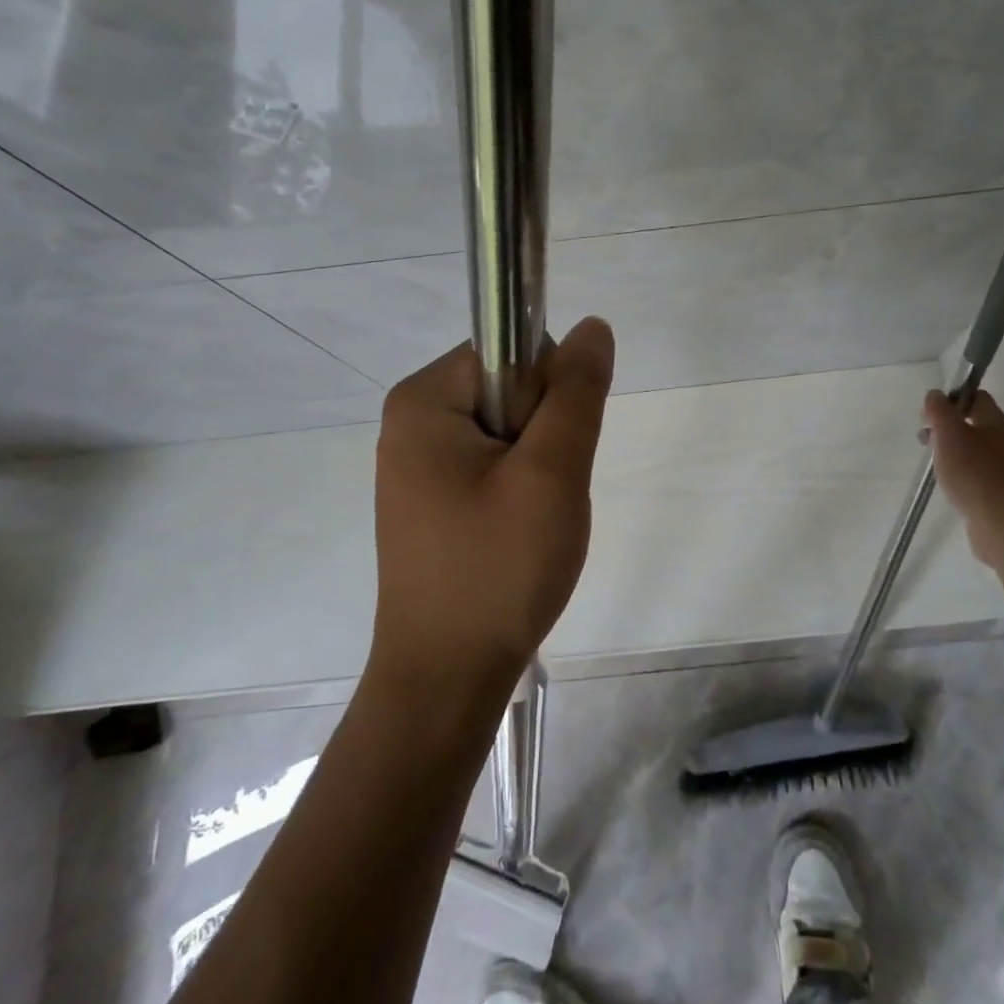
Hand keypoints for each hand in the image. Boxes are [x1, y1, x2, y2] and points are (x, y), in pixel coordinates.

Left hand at [372, 318, 615, 696]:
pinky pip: (492, 464)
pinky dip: (519, 489)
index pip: (512, 350)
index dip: (550, 393)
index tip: (550, 454)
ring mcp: (417, 464)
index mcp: (424, 401)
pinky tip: (516, 534)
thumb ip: (576, 392)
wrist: (446, 678)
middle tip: (542, 496)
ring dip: (537, 466)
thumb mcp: (551, 473)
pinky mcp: (430, 499)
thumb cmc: (498, 568)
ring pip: (508, 430)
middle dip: (544, 435)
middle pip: (509, 389)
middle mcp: (410, 421)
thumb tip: (593, 325)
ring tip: (530, 521)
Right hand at [922, 390, 1003, 569]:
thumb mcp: (948, 433)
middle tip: (927, 441)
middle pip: (974, 423)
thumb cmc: (973, 471)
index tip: (930, 416)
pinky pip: (979, 473)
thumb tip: (935, 396)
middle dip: (948, 428)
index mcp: (996, 421)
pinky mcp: (1003, 491)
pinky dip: (963, 474)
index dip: (951, 400)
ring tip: (936, 466)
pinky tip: (951, 486)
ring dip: (953, 452)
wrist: (1003, 521)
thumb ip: (939, 410)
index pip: (976, 397)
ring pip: (975, 449)